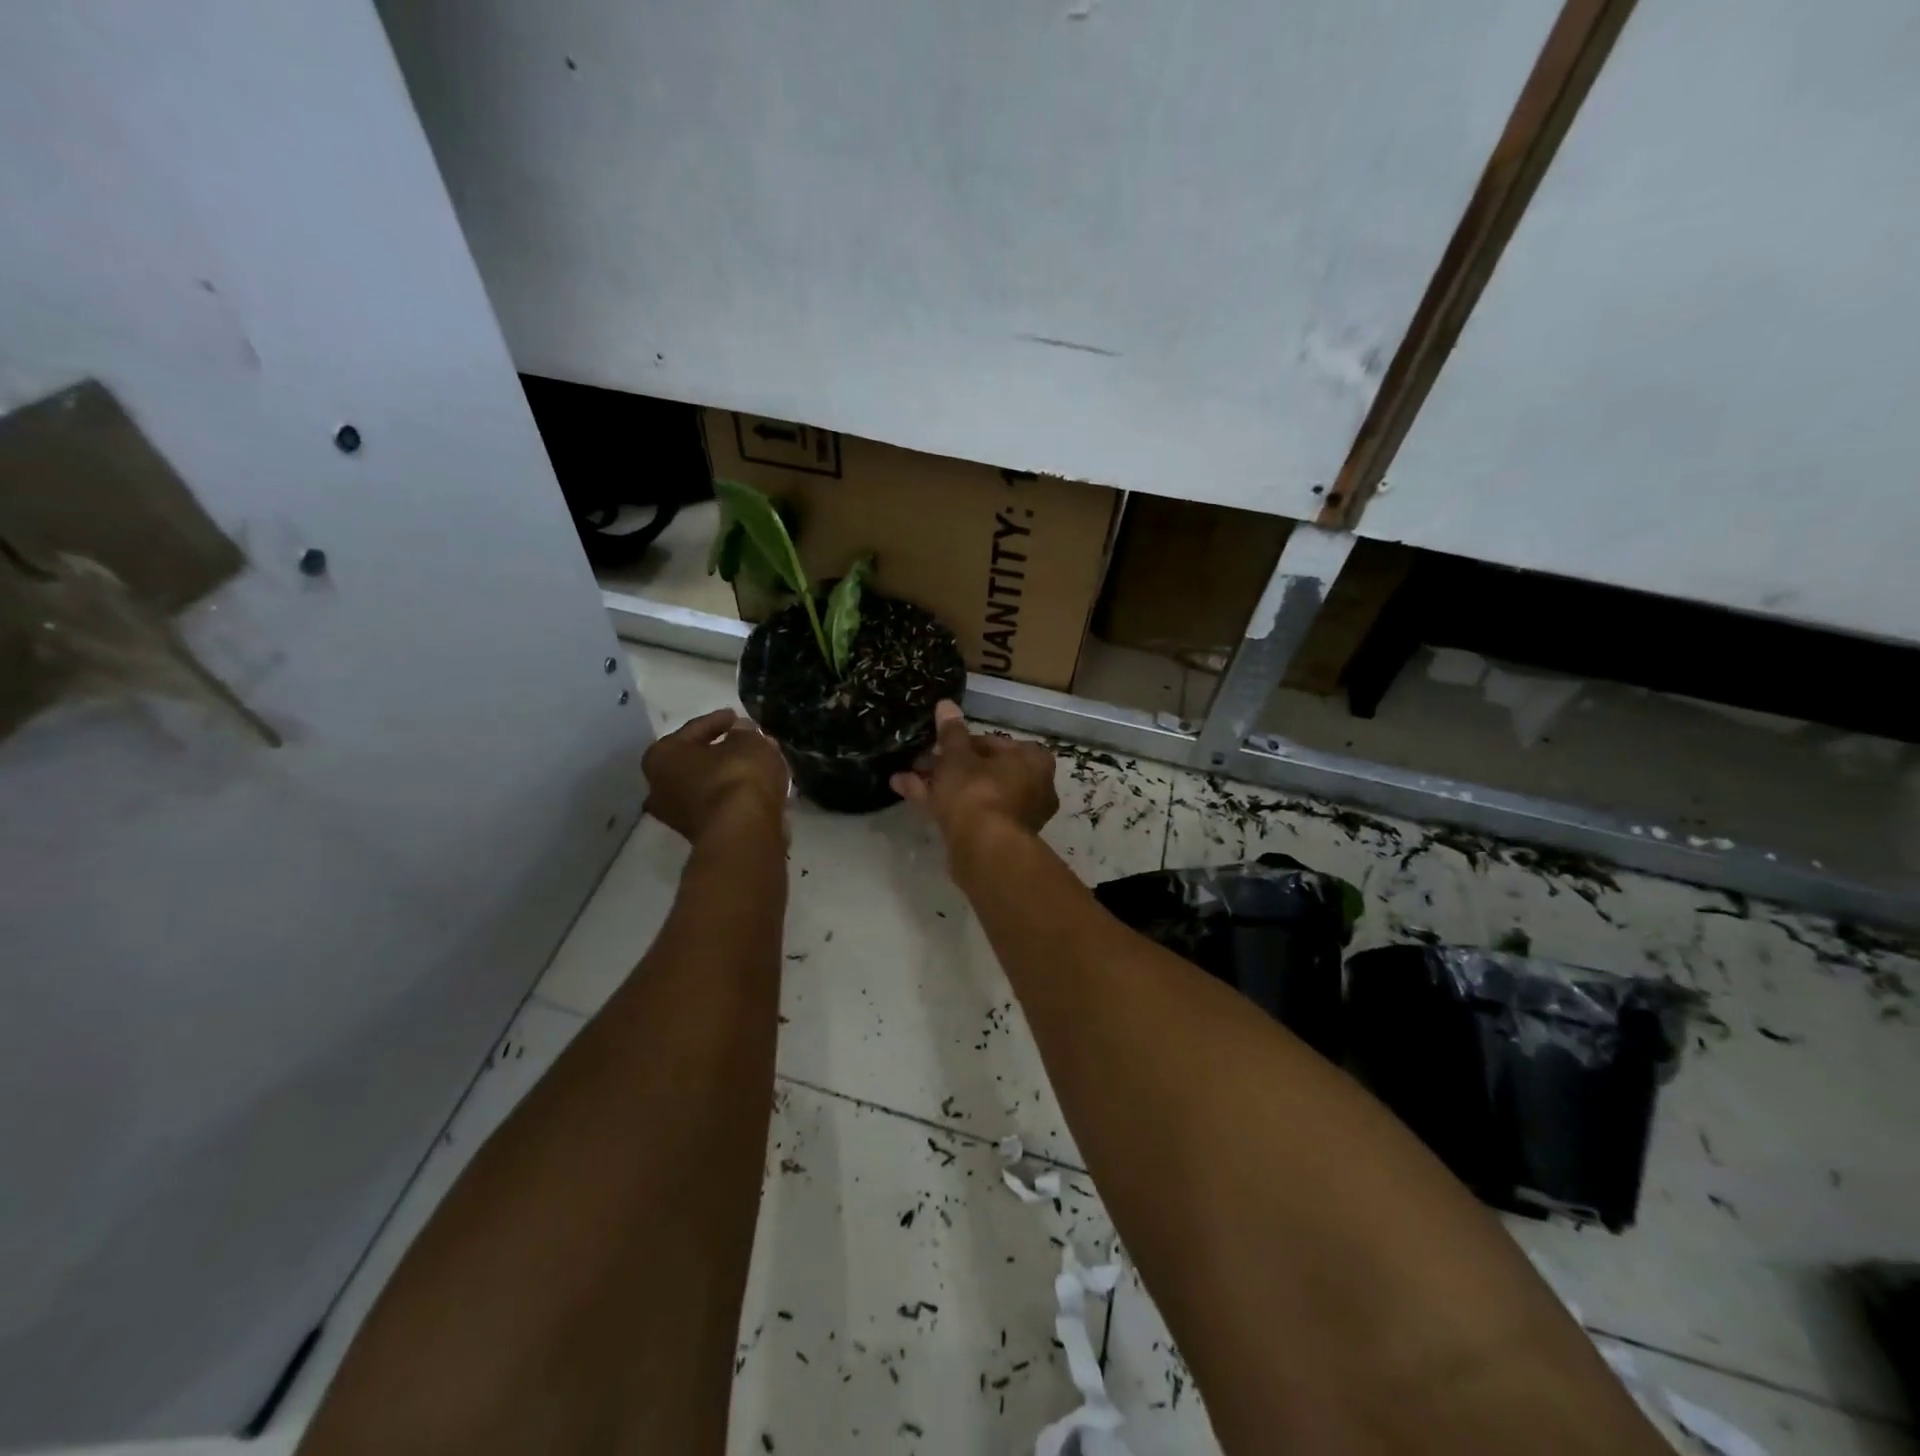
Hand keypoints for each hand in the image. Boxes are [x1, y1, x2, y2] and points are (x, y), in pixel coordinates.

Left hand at [643, 708, 788, 842]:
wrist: (744, 833)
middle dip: (720, 752)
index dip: (718, 720)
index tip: (737, 716)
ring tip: (756, 766)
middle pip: (695, 762)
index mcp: (662, 756)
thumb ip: (744, 733)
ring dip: (728, 776)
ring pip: (707, 786)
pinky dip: (734, 796)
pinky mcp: (701, 835)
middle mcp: (659, 787)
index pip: (693, 730)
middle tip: (746, 742)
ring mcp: (678, 816)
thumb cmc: (738, 776)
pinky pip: (719, 805)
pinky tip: (756, 789)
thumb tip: (740, 732)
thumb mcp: (749, 742)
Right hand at [890, 701, 1057, 846]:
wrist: (985, 850)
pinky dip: (942, 803)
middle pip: (983, 770)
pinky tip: (906, 792)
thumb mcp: (958, 757)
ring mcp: (1015, 816)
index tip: (938, 745)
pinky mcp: (996, 839)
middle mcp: (1032, 787)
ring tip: (904, 777)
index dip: (961, 743)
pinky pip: (969, 813)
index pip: (994, 743)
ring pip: (972, 793)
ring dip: (939, 784)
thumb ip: (951, 732)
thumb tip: (946, 704)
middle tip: (920, 762)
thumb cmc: (978, 792)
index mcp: (1033, 761)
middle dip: (947, 766)